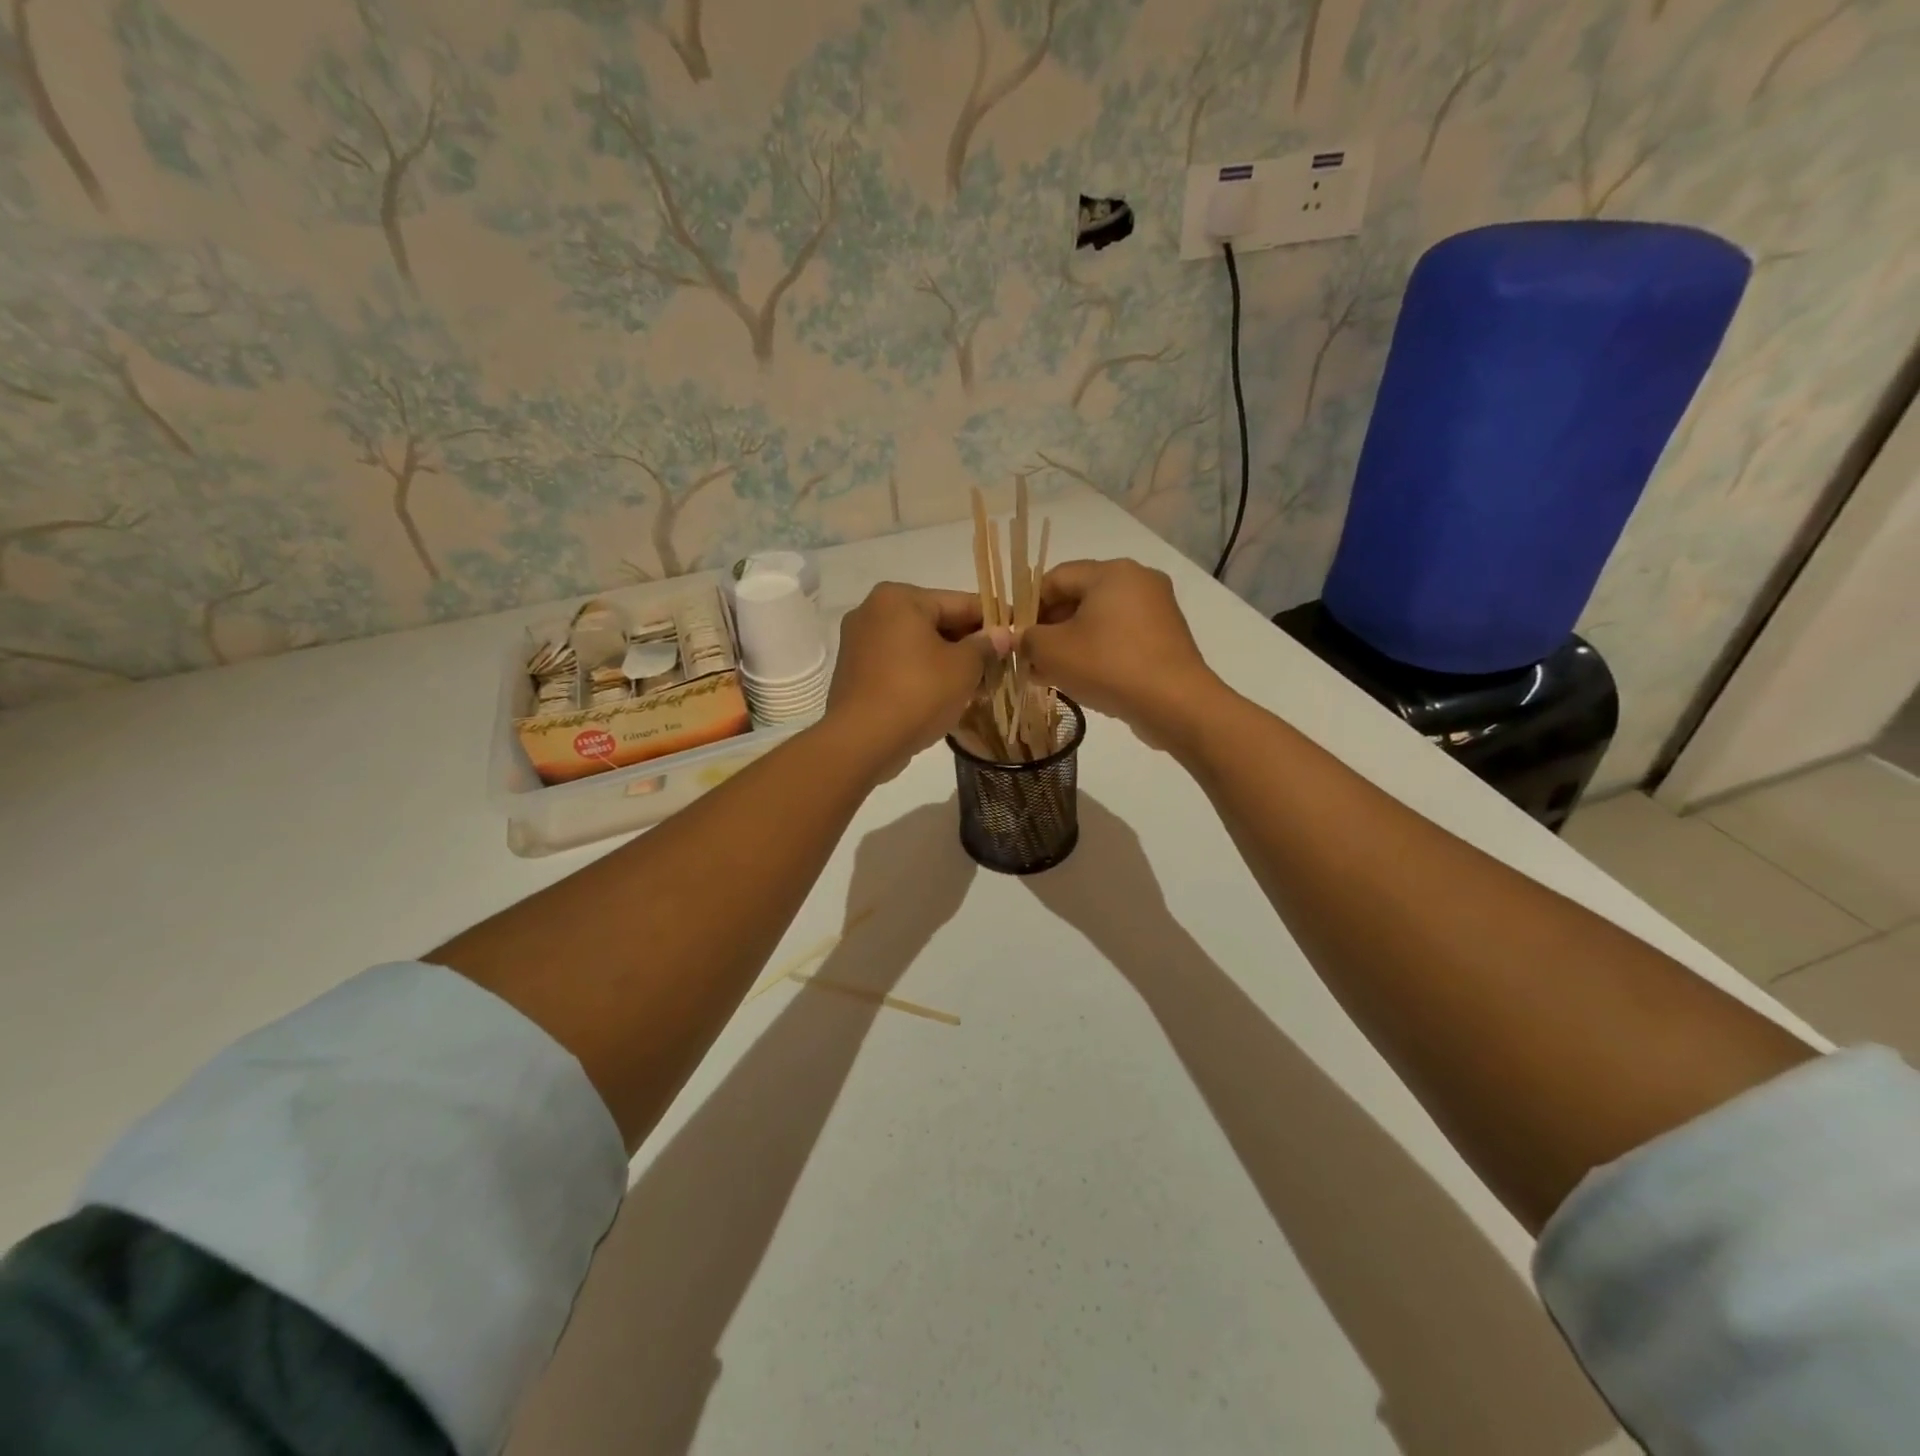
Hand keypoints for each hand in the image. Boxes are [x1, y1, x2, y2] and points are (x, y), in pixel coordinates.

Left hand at [824, 583, 1010, 779]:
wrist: (862, 741)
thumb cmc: (917, 693)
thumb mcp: (963, 668)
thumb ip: (985, 646)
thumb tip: (1002, 635)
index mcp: (899, 598)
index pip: (959, 602)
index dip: (993, 619)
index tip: (1018, 631)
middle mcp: (873, 611)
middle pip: (935, 622)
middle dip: (968, 644)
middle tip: (1000, 665)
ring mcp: (859, 643)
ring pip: (917, 646)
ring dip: (947, 662)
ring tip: (978, 685)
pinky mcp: (854, 673)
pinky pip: (899, 665)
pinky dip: (923, 675)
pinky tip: (946, 696)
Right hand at [1019, 559, 1220, 744]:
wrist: (1175, 704)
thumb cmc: (1108, 666)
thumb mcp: (1052, 651)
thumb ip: (1027, 639)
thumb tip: (1021, 640)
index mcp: (1111, 572)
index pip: (1056, 577)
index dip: (1028, 605)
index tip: (1015, 635)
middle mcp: (1138, 581)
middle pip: (1079, 598)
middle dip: (1049, 628)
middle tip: (1029, 658)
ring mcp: (1157, 610)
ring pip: (1100, 620)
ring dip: (1071, 643)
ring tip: (1050, 673)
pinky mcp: (1166, 638)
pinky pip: (1121, 637)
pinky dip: (1098, 652)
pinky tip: (1082, 679)